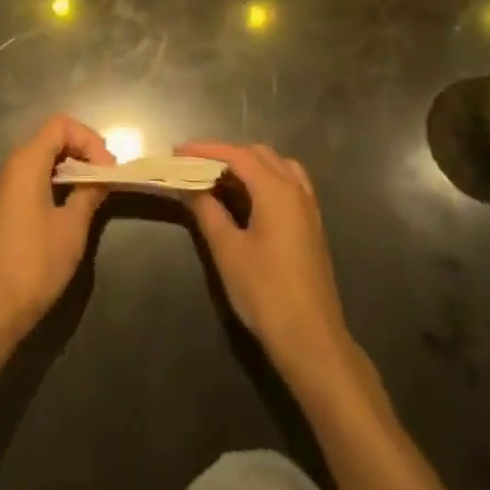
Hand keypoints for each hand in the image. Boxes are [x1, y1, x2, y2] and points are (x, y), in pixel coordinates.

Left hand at [0, 115, 113, 343]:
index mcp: (27, 162)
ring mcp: (8, 185)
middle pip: (53, 138)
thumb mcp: (72, 227)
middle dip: (84, 151)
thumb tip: (103, 177)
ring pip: (45, 158)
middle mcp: (14, 165)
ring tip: (95, 191)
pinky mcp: (7, 204)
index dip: (89, 139)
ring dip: (73, 167)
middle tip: (106, 178)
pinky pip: (37, 177)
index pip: (61, 125)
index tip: (108, 168)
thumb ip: (89, 193)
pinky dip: (58, 181)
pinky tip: (74, 204)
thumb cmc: (35, 263)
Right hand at [178, 142, 352, 386]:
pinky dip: (264, 180)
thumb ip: (207, 211)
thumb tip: (189, 186)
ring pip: (277, 166)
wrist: (312, 339)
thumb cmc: (266, 292)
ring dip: (248, 165)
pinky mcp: (311, 225)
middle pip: (259, 154)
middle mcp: (296, 190)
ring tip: (219, 180)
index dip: (205, 150)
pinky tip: (247, 200)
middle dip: (225, 155)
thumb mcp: (228, 251)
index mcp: (276, 190)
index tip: (177, 151)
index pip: (237, 154)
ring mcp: (308, 207)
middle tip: (194, 166)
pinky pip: (287, 185)